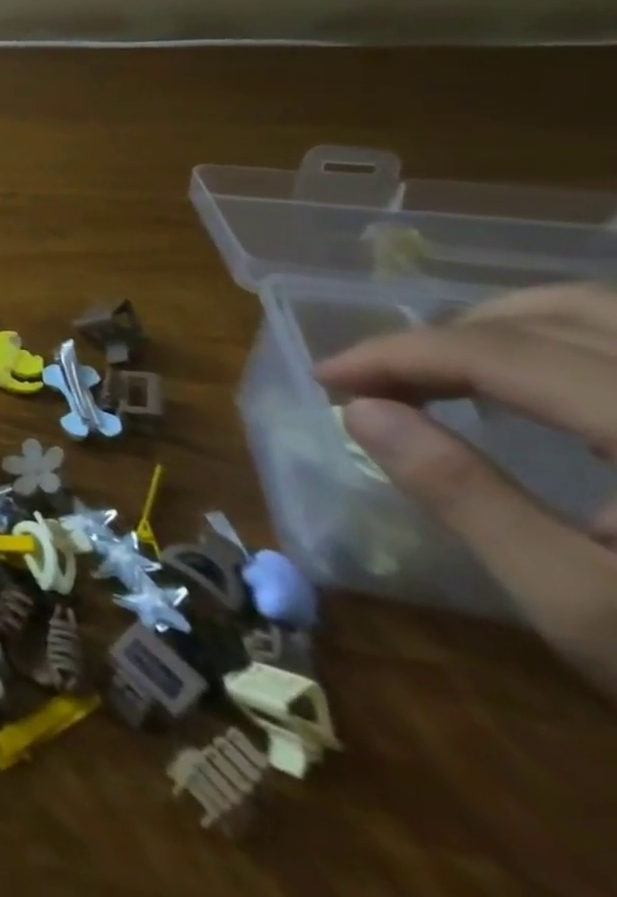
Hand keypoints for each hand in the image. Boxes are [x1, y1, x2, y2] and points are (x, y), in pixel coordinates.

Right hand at [316, 282, 616, 697]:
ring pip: (609, 313)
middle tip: (385, 378)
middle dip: (451, 334)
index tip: (327, 376)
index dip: (399, 354)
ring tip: (449, 370)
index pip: (503, 354)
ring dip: (510, 328)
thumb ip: (468, 498)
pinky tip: (541, 388)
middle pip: (562, 314)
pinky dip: (571, 343)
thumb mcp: (580, 603)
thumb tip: (362, 410)